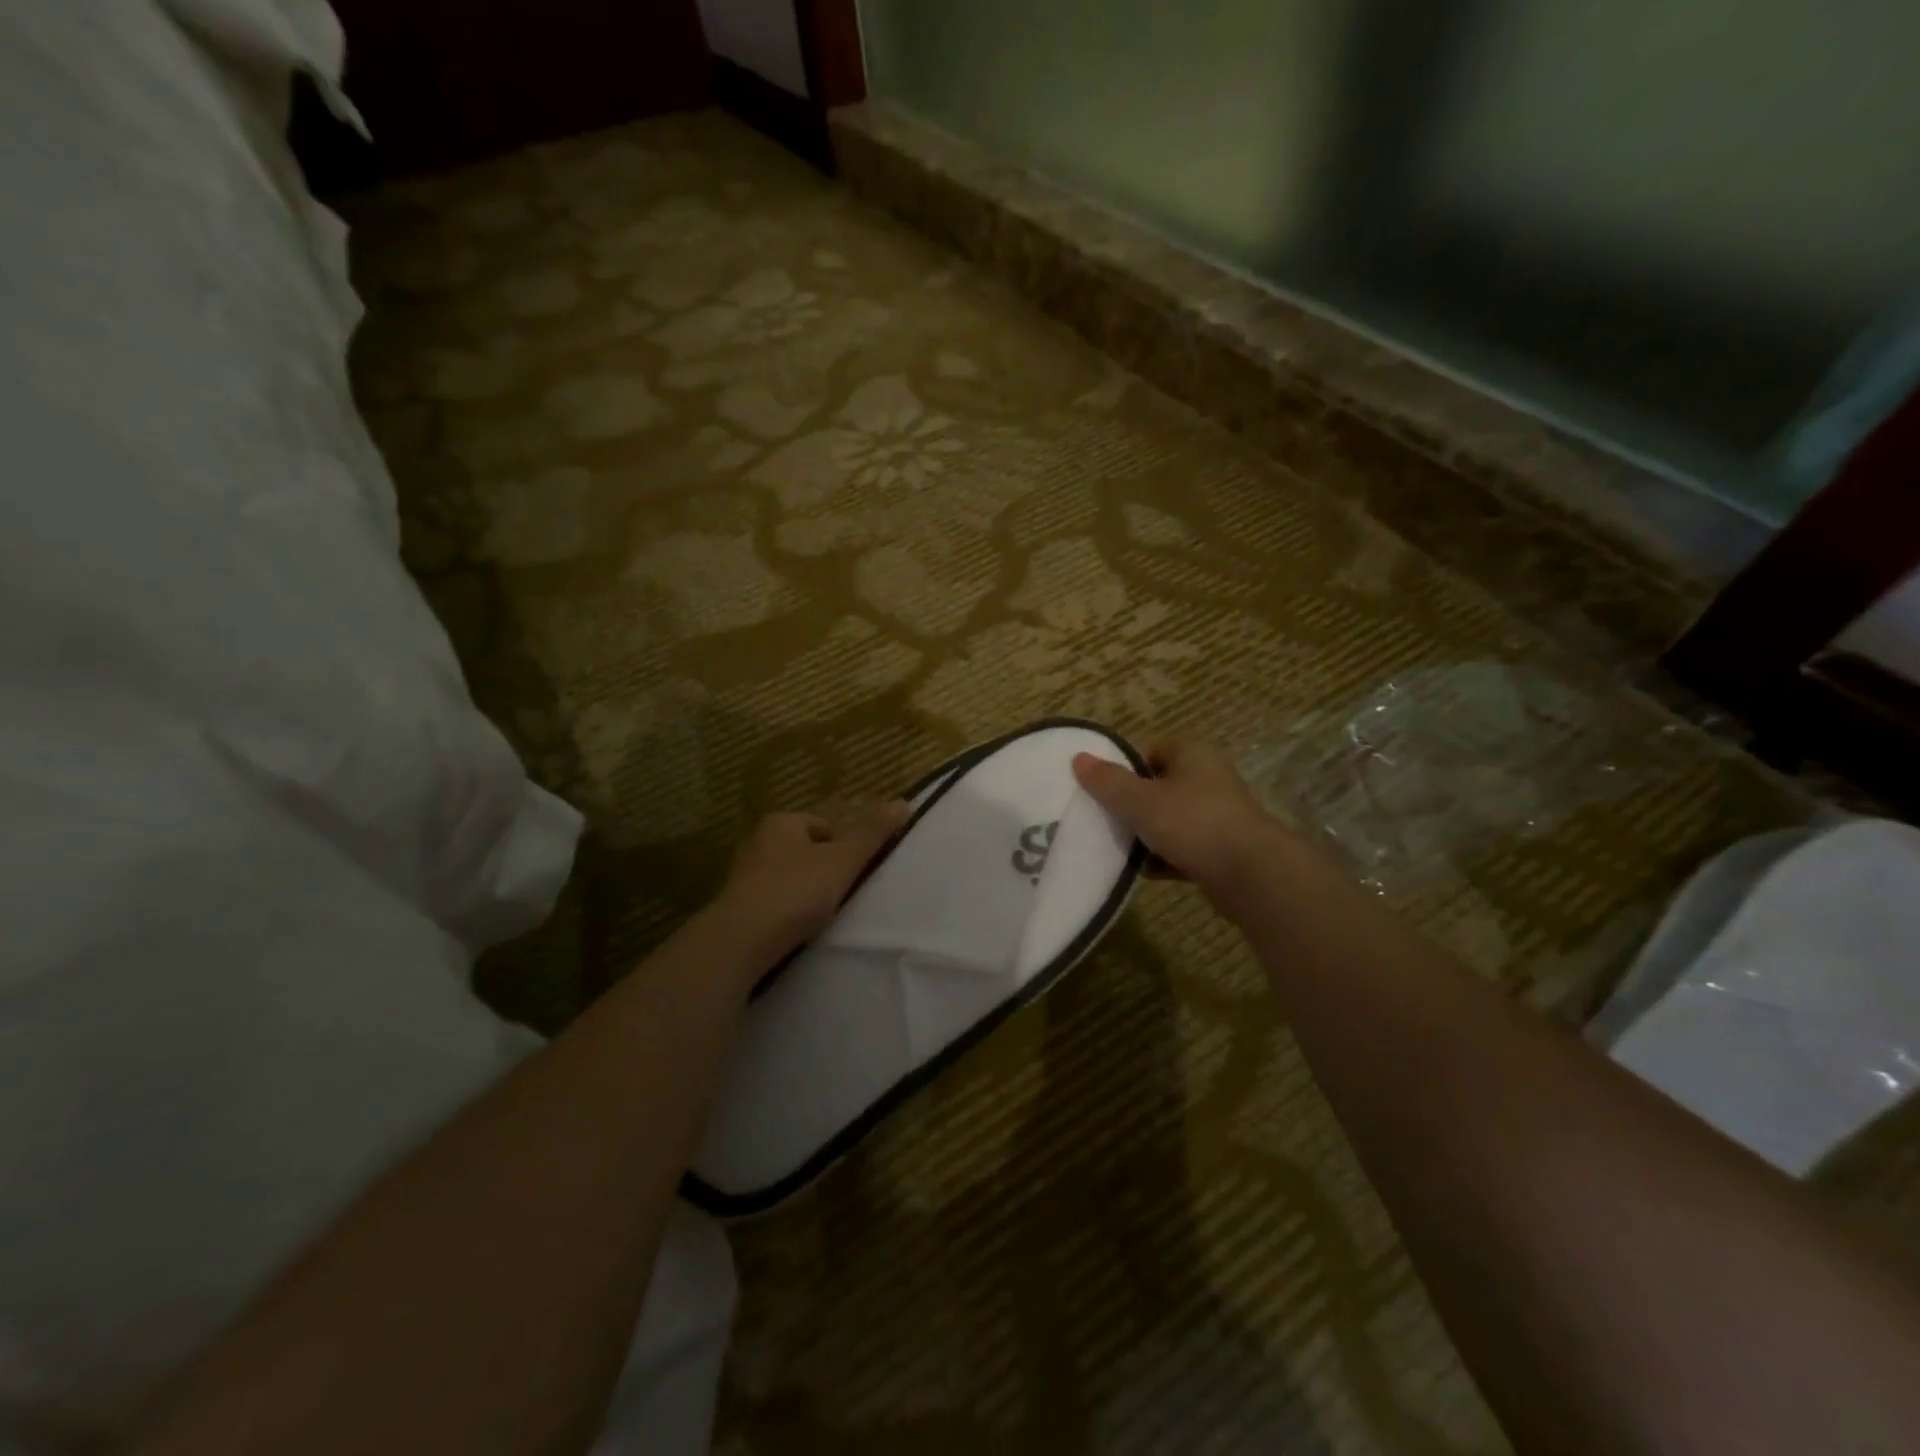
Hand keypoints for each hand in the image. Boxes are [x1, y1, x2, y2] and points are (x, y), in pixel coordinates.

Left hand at [712, 802, 911, 960]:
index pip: (825, 826)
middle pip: (807, 851)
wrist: (739, 942)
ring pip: (790, 878)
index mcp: (780, 822)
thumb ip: (872, 833)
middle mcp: (757, 842)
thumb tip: (903, 802)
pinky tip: (798, 930)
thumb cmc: (795, 892)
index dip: (846, 848)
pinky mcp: (737, 907)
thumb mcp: (842, 860)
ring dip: (807, 893)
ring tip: (822, 916)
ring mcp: (743, 876)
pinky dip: (788, 912)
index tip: (856, 874)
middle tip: (843, 895)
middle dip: (826, 871)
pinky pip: (774, 902)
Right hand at [1072, 739, 1289, 902]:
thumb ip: (1108, 781)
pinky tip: (1146, 872)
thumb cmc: (1192, 823)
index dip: (1128, 767)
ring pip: (1172, 820)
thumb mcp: (1140, 800)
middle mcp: (1209, 779)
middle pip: (1160, 786)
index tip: (1106, 789)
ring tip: (1122, 850)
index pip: (1153, 750)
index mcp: (1193, 755)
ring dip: (1148, 835)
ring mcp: (1219, 815)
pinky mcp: (1224, 849)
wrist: (1251, 874)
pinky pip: (1185, 848)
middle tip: (1107, 820)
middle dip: (1134, 805)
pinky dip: (1166, 858)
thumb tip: (1078, 758)